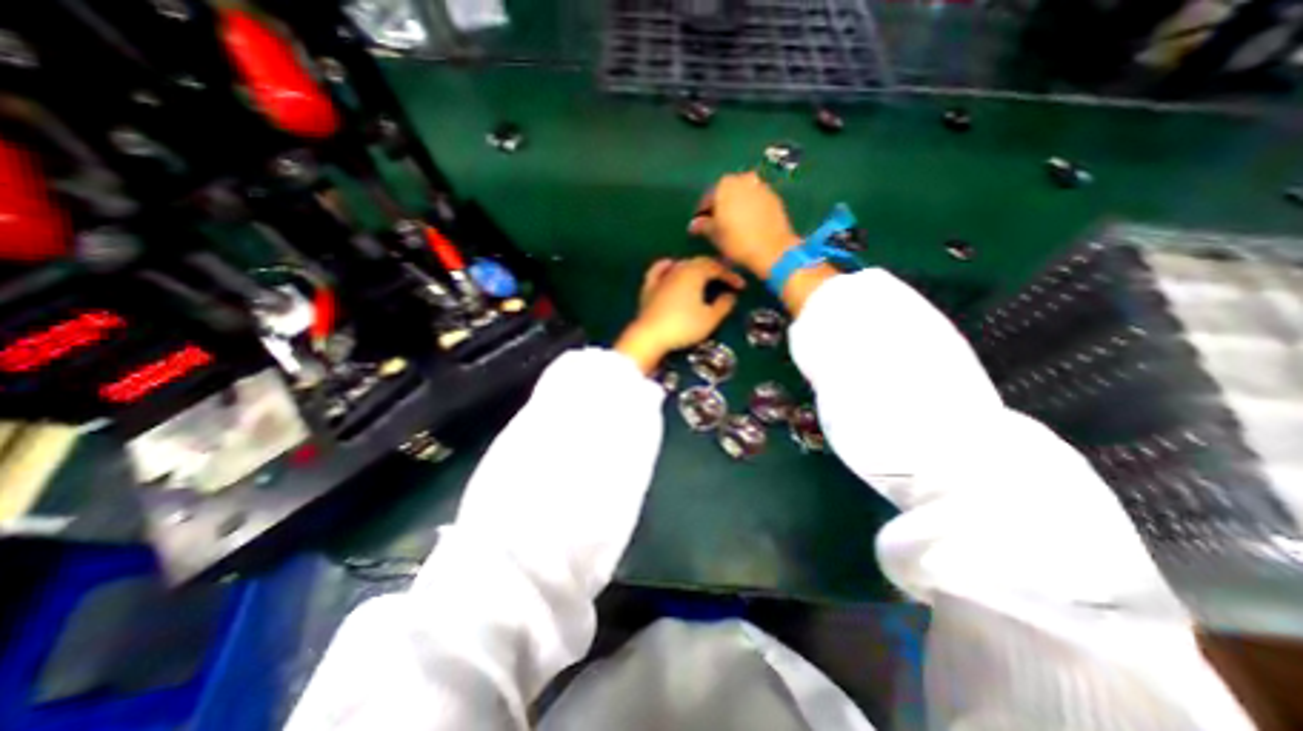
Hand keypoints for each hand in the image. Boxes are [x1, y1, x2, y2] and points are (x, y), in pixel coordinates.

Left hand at [615, 256, 741, 374]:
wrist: (650, 335)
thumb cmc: (684, 326)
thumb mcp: (710, 319)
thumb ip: (723, 305)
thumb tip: (730, 296)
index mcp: (695, 273)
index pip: (716, 267)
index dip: (730, 275)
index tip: (740, 286)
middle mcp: (678, 269)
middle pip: (699, 263)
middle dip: (714, 269)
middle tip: (724, 280)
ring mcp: (661, 276)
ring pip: (681, 264)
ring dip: (694, 268)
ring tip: (703, 277)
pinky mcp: (648, 286)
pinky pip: (659, 270)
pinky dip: (668, 266)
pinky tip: (671, 267)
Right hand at [686, 171, 800, 275]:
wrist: (772, 249)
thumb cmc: (737, 241)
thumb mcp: (714, 235)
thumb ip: (702, 225)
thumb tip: (693, 224)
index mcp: (725, 184)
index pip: (708, 196)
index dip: (702, 211)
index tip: (699, 224)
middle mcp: (743, 179)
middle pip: (727, 192)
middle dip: (720, 206)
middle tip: (715, 223)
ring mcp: (761, 187)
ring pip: (742, 195)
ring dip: (736, 206)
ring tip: (732, 224)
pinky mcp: (774, 198)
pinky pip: (756, 201)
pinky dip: (749, 209)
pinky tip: (747, 224)